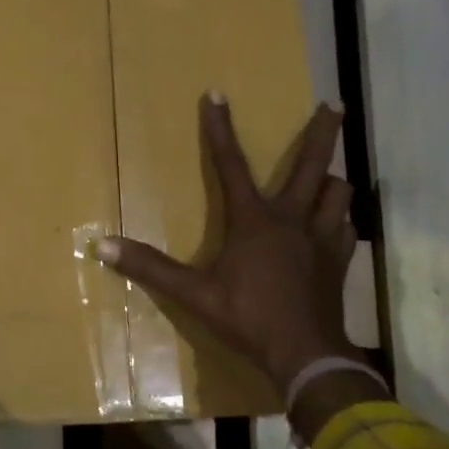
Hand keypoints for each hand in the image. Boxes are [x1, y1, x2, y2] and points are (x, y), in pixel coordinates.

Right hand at [97, 93, 374, 398]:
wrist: (306, 355)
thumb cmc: (248, 318)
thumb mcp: (194, 294)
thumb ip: (150, 268)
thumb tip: (102, 246)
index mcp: (253, 220)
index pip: (230, 164)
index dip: (220, 129)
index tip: (217, 93)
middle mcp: (291, 219)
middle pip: (311, 164)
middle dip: (321, 132)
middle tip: (332, 104)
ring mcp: (320, 239)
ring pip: (337, 193)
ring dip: (332, 178)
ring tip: (330, 173)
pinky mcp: (339, 261)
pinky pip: (346, 228)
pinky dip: (340, 219)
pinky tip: (336, 223)